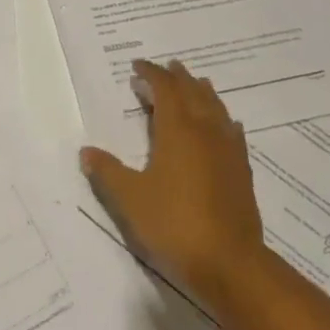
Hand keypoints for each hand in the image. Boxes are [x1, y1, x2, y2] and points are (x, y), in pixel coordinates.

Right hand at [80, 58, 265, 315]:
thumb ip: (108, 172)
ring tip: (196, 84)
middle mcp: (206, 132)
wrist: (229, 262)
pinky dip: (224, 120)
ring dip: (203, 93)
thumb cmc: (173, 224)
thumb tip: (87, 151)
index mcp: (178, 131)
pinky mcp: (242, 171)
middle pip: (194, 93)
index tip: (138, 67)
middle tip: (167, 67)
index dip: (152, 74)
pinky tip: (226, 125)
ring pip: (217, 109)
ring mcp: (228, 151)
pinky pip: (233, 132)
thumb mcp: (130, 198)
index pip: (165, 90)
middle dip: (179, 77)